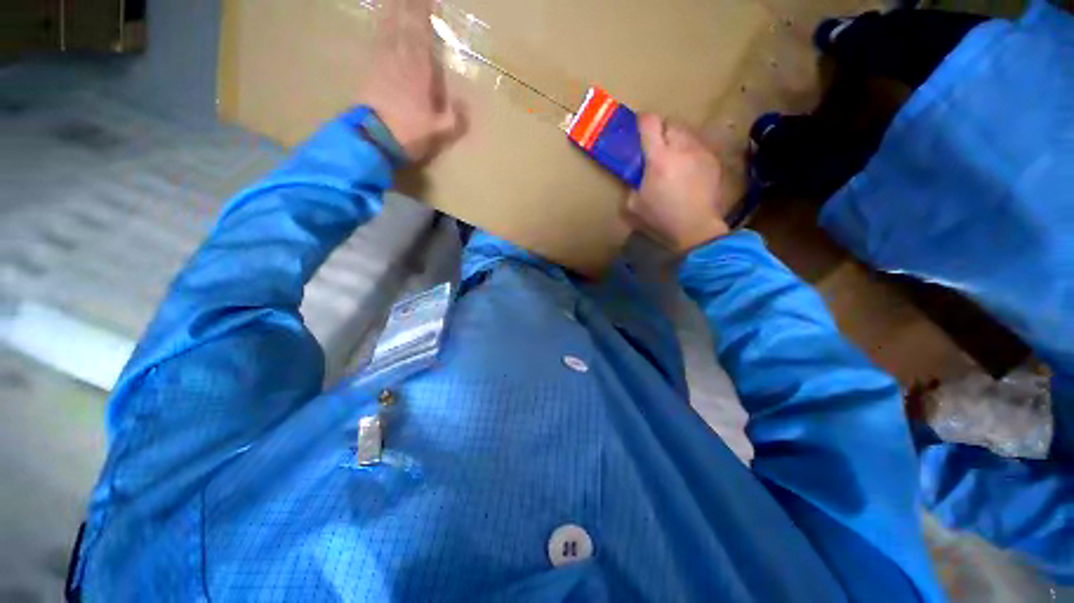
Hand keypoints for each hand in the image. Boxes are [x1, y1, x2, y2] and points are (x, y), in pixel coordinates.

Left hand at [360, 0, 465, 162]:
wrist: (373, 139)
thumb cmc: (409, 135)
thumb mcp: (439, 133)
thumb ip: (455, 119)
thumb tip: (464, 103)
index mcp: (420, 74)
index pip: (423, 38)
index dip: (426, 17)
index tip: (431, 1)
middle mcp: (401, 62)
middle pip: (405, 27)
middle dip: (410, 8)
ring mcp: (383, 63)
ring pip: (389, 29)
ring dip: (393, 12)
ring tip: (397, 1)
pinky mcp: (370, 70)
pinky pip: (376, 42)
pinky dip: (379, 28)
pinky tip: (380, 21)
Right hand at [623, 113, 728, 253]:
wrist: (697, 229)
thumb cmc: (662, 218)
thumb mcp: (633, 206)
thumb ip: (630, 185)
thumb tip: (634, 175)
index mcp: (659, 158)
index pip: (650, 122)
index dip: (641, 121)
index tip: (637, 128)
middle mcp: (682, 148)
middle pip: (671, 122)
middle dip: (661, 131)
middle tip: (655, 149)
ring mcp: (701, 152)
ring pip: (687, 132)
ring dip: (677, 140)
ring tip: (674, 158)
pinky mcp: (714, 160)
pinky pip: (699, 146)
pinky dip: (690, 152)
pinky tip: (688, 170)